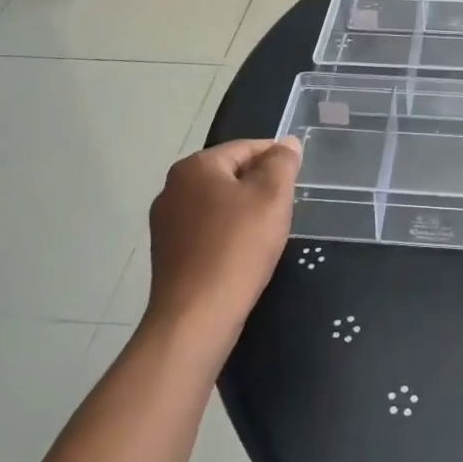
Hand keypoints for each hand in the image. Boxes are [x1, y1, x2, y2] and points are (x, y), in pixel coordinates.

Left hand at [144, 137, 299, 338]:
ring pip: (218, 204)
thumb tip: (286, 143)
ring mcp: (165, 222)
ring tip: (266, 234)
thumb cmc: (237, 247)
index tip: (296, 180)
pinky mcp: (166, 253)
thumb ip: (282, 163)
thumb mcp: (272, 196)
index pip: (246, 148)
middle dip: (259, 187)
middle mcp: (172, 187)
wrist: (195, 318)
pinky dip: (226, 235)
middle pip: (230, 174)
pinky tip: (242, 255)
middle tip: (284, 209)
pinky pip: (206, 231)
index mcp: (195, 166)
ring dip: (243, 212)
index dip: (276, 160)